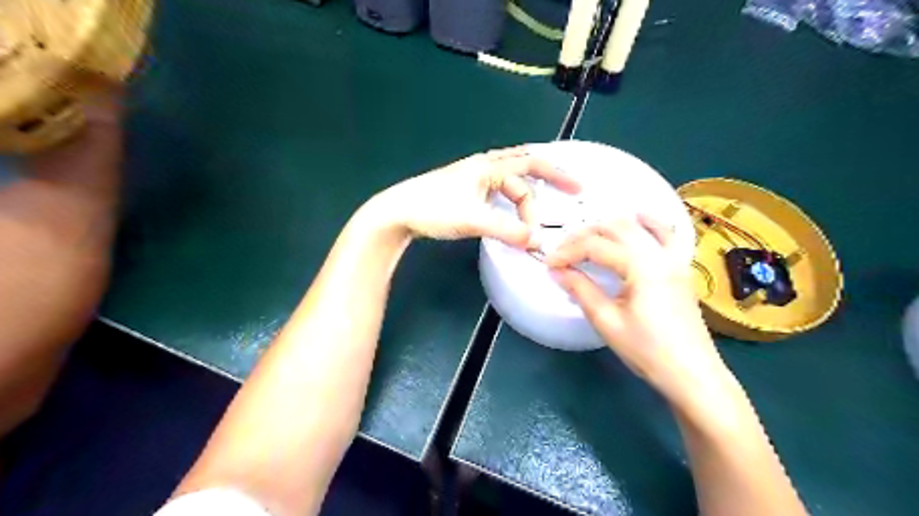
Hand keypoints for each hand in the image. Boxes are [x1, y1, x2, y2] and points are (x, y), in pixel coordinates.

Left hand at [368, 145, 576, 248]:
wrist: (397, 212)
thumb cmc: (434, 209)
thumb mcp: (474, 219)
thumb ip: (507, 230)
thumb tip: (537, 241)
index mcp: (488, 166)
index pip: (532, 163)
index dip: (557, 174)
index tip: (577, 189)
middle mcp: (483, 167)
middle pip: (523, 170)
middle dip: (545, 182)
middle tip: (565, 196)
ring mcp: (473, 179)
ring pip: (509, 183)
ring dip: (524, 199)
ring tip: (533, 219)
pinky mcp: (465, 192)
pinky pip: (497, 193)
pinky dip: (510, 203)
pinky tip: (511, 216)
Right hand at [544, 216, 732, 408]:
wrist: (693, 375)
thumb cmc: (648, 352)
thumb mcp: (607, 321)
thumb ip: (581, 290)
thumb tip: (557, 272)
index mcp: (641, 266)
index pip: (596, 246)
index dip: (568, 252)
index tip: (549, 264)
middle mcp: (660, 254)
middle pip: (616, 228)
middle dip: (584, 234)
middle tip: (562, 251)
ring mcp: (674, 259)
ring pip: (638, 226)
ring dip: (609, 226)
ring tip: (587, 238)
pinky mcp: (680, 268)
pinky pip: (665, 235)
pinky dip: (649, 224)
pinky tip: (638, 219)